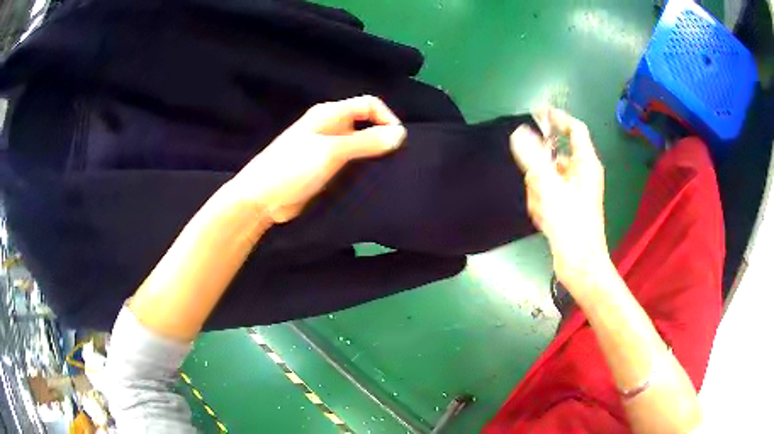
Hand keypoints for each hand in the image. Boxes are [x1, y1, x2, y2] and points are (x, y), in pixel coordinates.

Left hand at [231, 95, 406, 222]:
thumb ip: (366, 142)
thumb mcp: (331, 152)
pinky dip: (363, 167)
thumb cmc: (292, 168)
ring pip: (360, 144)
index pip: (369, 105)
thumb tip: (401, 134)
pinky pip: (351, 162)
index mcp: (330, 114)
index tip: (398, 142)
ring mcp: (327, 148)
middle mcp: (331, 127)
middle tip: (397, 159)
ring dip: (374, 154)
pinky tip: (372, 181)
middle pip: (366, 124)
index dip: (387, 118)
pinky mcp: (324, 168)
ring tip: (388, 172)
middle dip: (383, 137)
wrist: (261, 199)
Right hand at [509, 107, 610, 292]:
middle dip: (540, 169)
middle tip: (536, 184)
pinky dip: (540, 203)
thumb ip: (534, 158)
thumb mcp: (551, 188)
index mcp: (586, 164)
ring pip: (546, 176)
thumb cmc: (572, 225)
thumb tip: (519, 132)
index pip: (575, 129)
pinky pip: (545, 193)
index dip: (558, 117)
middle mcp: (581, 173)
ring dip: (538, 190)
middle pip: (554, 155)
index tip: (537, 112)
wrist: (579, 265)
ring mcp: (573, 191)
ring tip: (543, 209)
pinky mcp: (565, 206)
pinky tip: (543, 218)